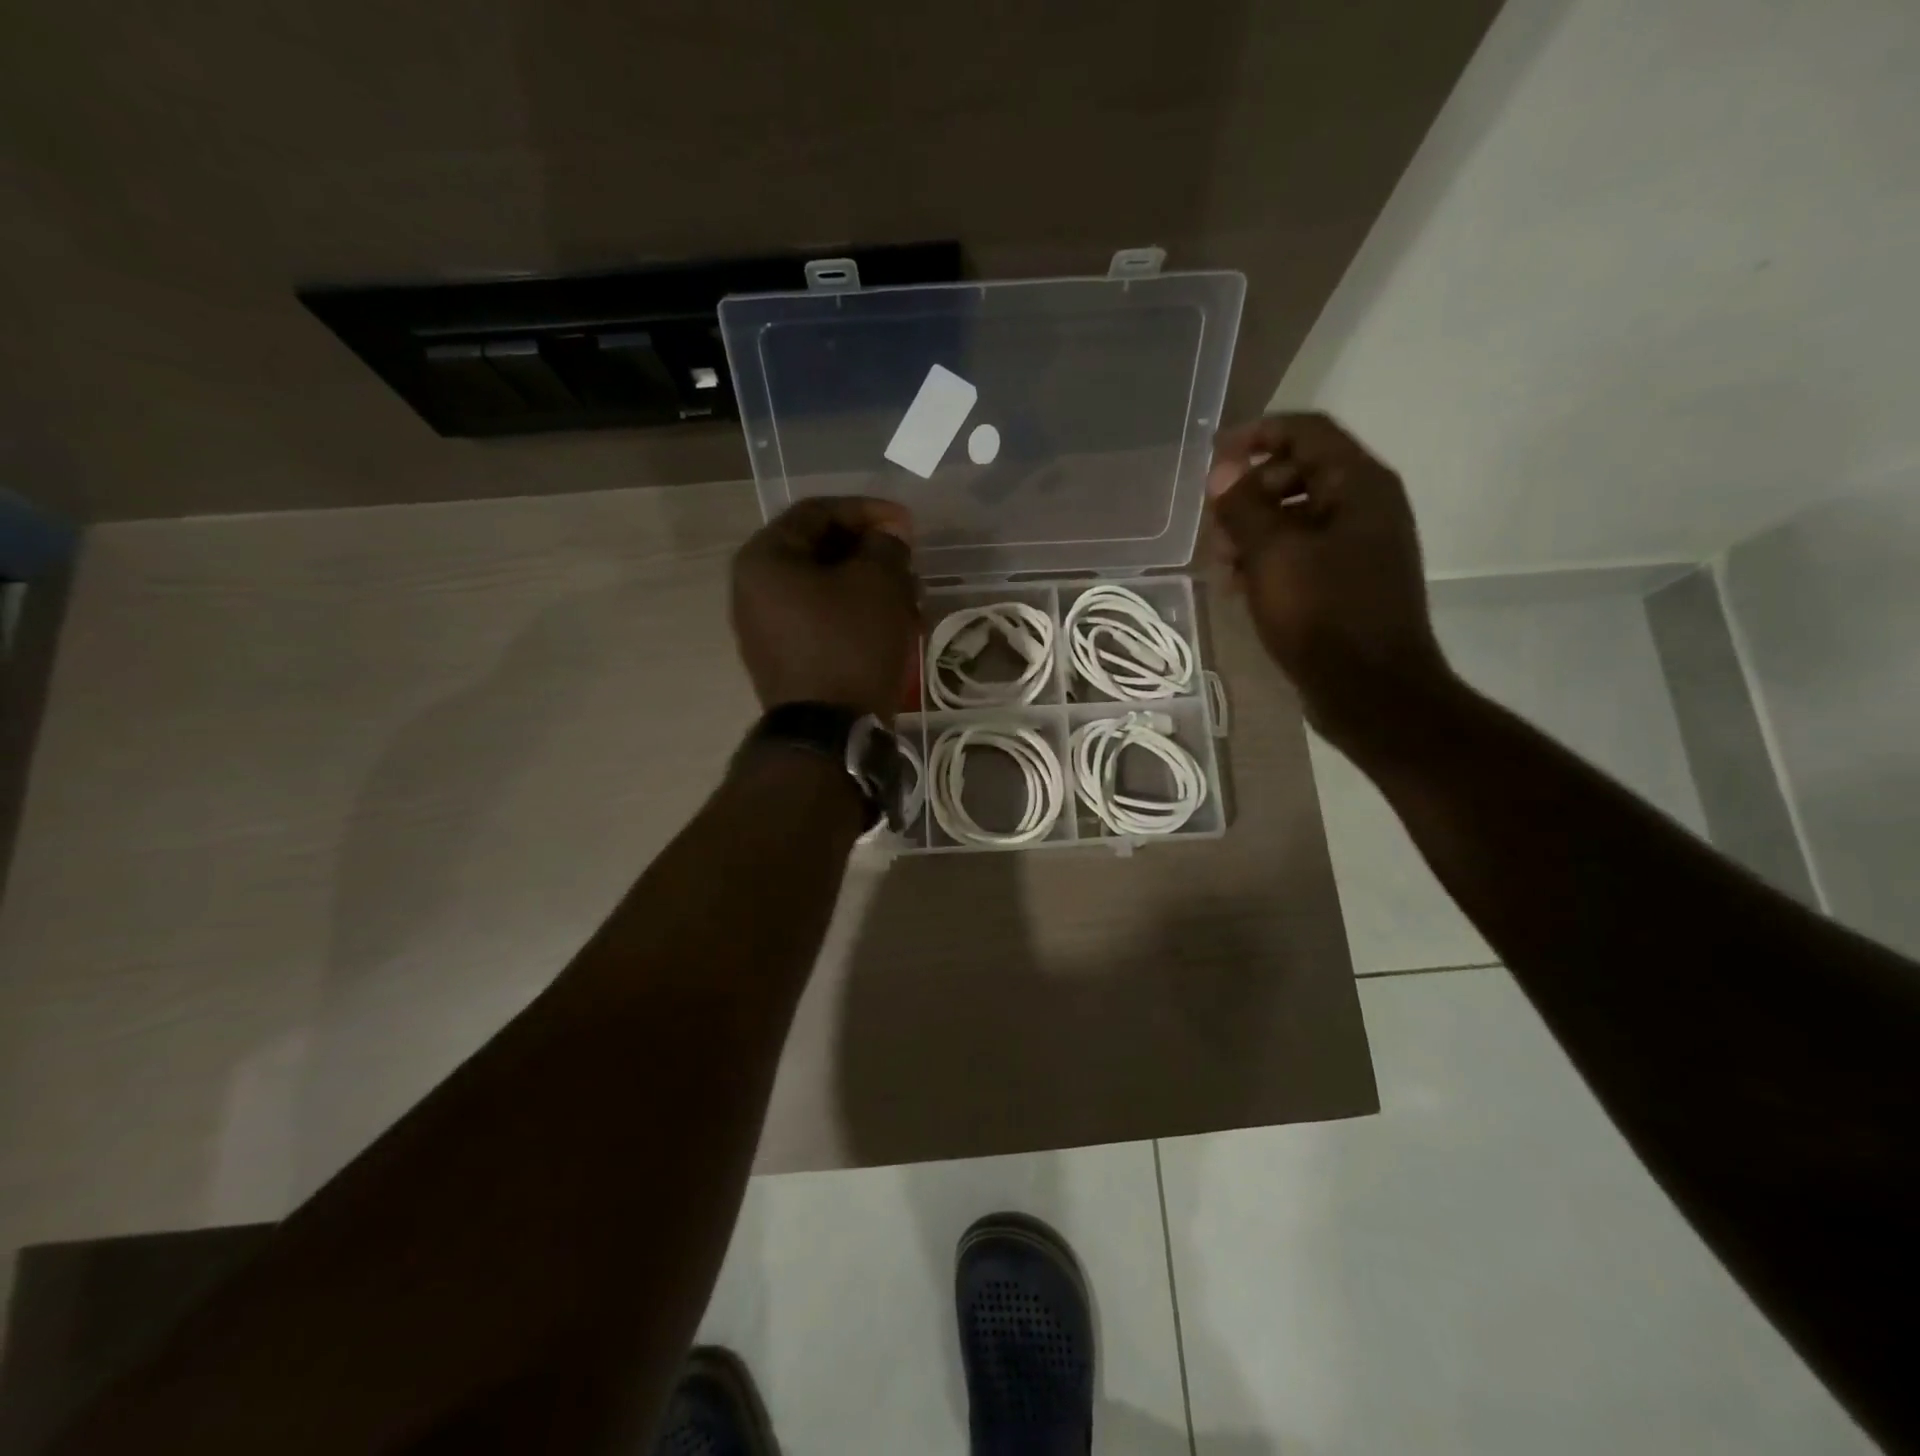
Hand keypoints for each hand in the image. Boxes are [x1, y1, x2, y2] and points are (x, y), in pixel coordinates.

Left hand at [731, 497, 920, 720]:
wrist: (831, 732)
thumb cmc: (851, 645)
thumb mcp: (879, 583)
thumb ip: (886, 545)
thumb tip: (887, 538)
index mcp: (765, 559)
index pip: (818, 512)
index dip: (869, 511)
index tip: (908, 525)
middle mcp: (754, 589)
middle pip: (820, 551)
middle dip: (872, 554)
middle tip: (909, 564)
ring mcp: (766, 628)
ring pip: (826, 589)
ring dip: (869, 587)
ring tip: (909, 599)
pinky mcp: (786, 659)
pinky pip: (823, 621)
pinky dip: (856, 615)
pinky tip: (891, 626)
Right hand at [1208, 412, 1452, 753]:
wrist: (1370, 690)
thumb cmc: (1322, 614)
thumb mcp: (1273, 555)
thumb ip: (1244, 507)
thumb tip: (1223, 472)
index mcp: (1359, 485)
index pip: (1306, 431)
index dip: (1258, 435)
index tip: (1214, 458)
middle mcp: (1366, 506)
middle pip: (1298, 474)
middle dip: (1250, 494)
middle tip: (1216, 525)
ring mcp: (1359, 546)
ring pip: (1295, 518)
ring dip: (1253, 532)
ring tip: (1222, 564)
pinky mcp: (1348, 582)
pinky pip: (1302, 553)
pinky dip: (1269, 560)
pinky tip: (1241, 587)